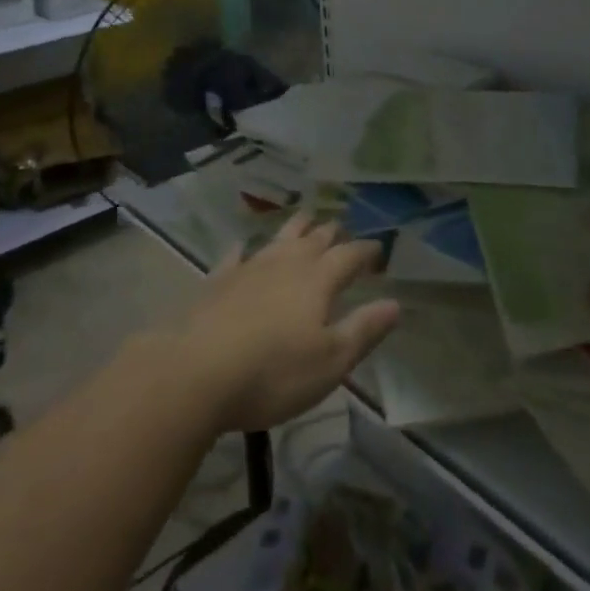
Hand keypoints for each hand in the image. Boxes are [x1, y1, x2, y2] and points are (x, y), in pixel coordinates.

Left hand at [176, 215, 400, 433]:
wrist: (194, 372)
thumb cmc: (272, 372)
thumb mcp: (330, 362)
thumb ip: (363, 330)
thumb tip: (395, 304)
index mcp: (318, 279)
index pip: (350, 255)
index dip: (366, 251)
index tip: (378, 249)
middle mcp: (287, 262)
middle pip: (315, 238)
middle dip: (332, 232)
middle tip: (342, 229)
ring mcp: (249, 267)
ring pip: (279, 237)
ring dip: (296, 227)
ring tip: (306, 218)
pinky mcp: (217, 280)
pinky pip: (236, 256)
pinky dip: (245, 250)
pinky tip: (244, 248)